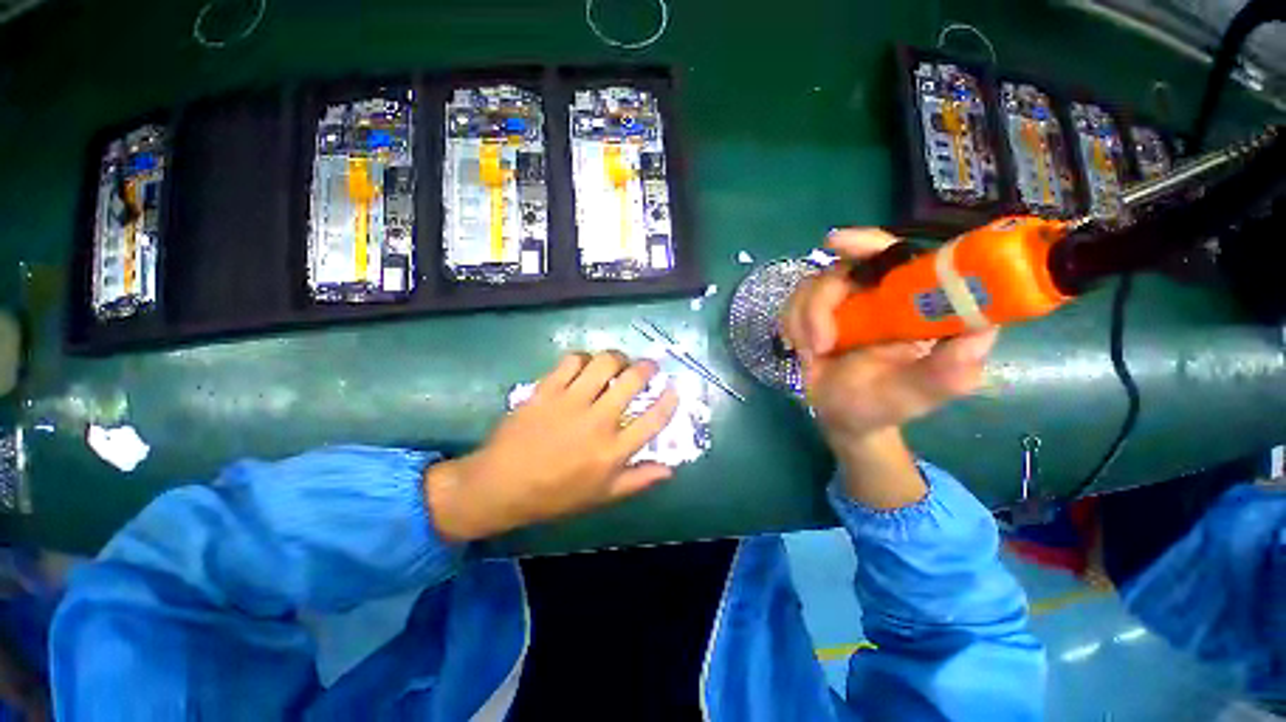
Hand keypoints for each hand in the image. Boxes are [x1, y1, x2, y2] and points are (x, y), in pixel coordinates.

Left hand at [424, 351, 679, 541]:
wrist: (501, 485)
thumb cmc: (555, 495)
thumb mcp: (601, 496)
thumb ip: (638, 481)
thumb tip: (670, 469)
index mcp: (613, 451)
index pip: (653, 419)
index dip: (669, 400)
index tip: (673, 388)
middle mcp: (597, 421)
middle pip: (632, 381)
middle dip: (647, 367)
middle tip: (649, 365)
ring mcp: (571, 402)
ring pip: (604, 363)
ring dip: (617, 357)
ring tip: (619, 361)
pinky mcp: (547, 390)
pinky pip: (572, 361)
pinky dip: (583, 358)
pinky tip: (584, 365)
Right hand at [782, 228, 996, 506]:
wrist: (844, 418)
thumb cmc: (885, 404)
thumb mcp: (924, 393)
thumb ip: (951, 369)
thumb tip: (981, 330)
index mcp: (910, 302)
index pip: (892, 255)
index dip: (866, 242)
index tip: (836, 244)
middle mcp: (874, 295)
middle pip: (840, 270)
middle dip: (821, 304)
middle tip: (820, 342)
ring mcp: (840, 305)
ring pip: (809, 288)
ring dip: (804, 322)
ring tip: (812, 354)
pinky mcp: (811, 315)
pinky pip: (791, 306)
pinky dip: (792, 327)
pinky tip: (803, 350)